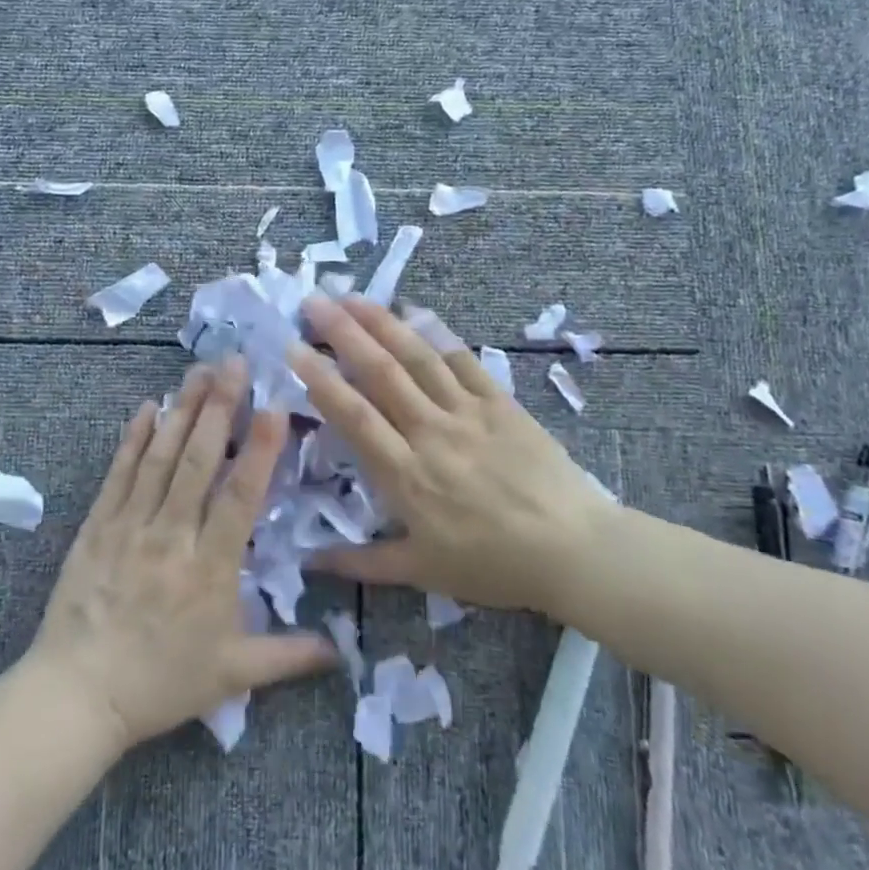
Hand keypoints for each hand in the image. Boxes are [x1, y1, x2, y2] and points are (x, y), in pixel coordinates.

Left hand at [29, 358, 336, 750]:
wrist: (78, 695)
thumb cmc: (160, 684)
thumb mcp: (232, 675)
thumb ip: (289, 657)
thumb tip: (342, 650)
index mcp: (210, 569)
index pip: (239, 497)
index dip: (258, 450)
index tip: (274, 406)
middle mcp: (171, 536)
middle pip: (197, 462)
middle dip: (219, 408)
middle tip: (234, 363)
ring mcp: (130, 526)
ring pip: (159, 458)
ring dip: (181, 411)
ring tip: (199, 370)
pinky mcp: (97, 526)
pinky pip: (118, 474)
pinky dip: (132, 438)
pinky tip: (146, 407)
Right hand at [285, 294, 618, 617]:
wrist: (574, 550)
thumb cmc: (493, 564)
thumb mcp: (422, 572)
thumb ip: (362, 563)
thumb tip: (309, 562)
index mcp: (406, 475)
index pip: (354, 416)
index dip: (321, 380)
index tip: (294, 349)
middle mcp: (431, 432)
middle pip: (381, 373)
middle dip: (343, 333)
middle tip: (314, 302)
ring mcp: (468, 413)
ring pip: (418, 358)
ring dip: (383, 323)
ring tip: (352, 297)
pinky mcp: (501, 403)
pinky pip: (464, 361)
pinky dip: (437, 334)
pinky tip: (415, 312)